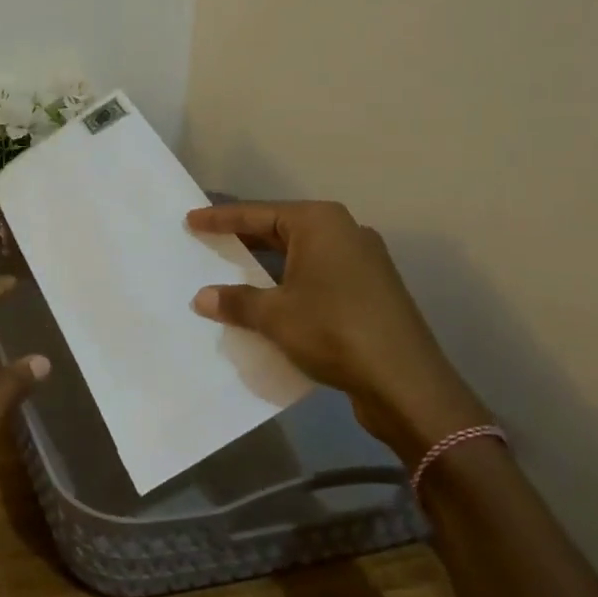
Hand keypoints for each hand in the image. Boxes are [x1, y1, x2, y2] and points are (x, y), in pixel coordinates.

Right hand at [186, 201, 489, 465]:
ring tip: (232, 270)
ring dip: (267, 264)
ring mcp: (362, 261)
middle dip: (244, 237)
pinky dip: (290, 282)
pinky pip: (317, 275)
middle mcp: (344, 232)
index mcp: (320, 223)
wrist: (406, 383)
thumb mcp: (274, 315)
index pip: (257, 214)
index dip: (220, 218)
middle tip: (208, 241)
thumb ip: (236, 300)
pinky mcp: (370, 290)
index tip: (191, 219)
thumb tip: (202, 297)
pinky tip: (269, 300)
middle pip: (280, 228)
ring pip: (300, 254)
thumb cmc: (333, 331)